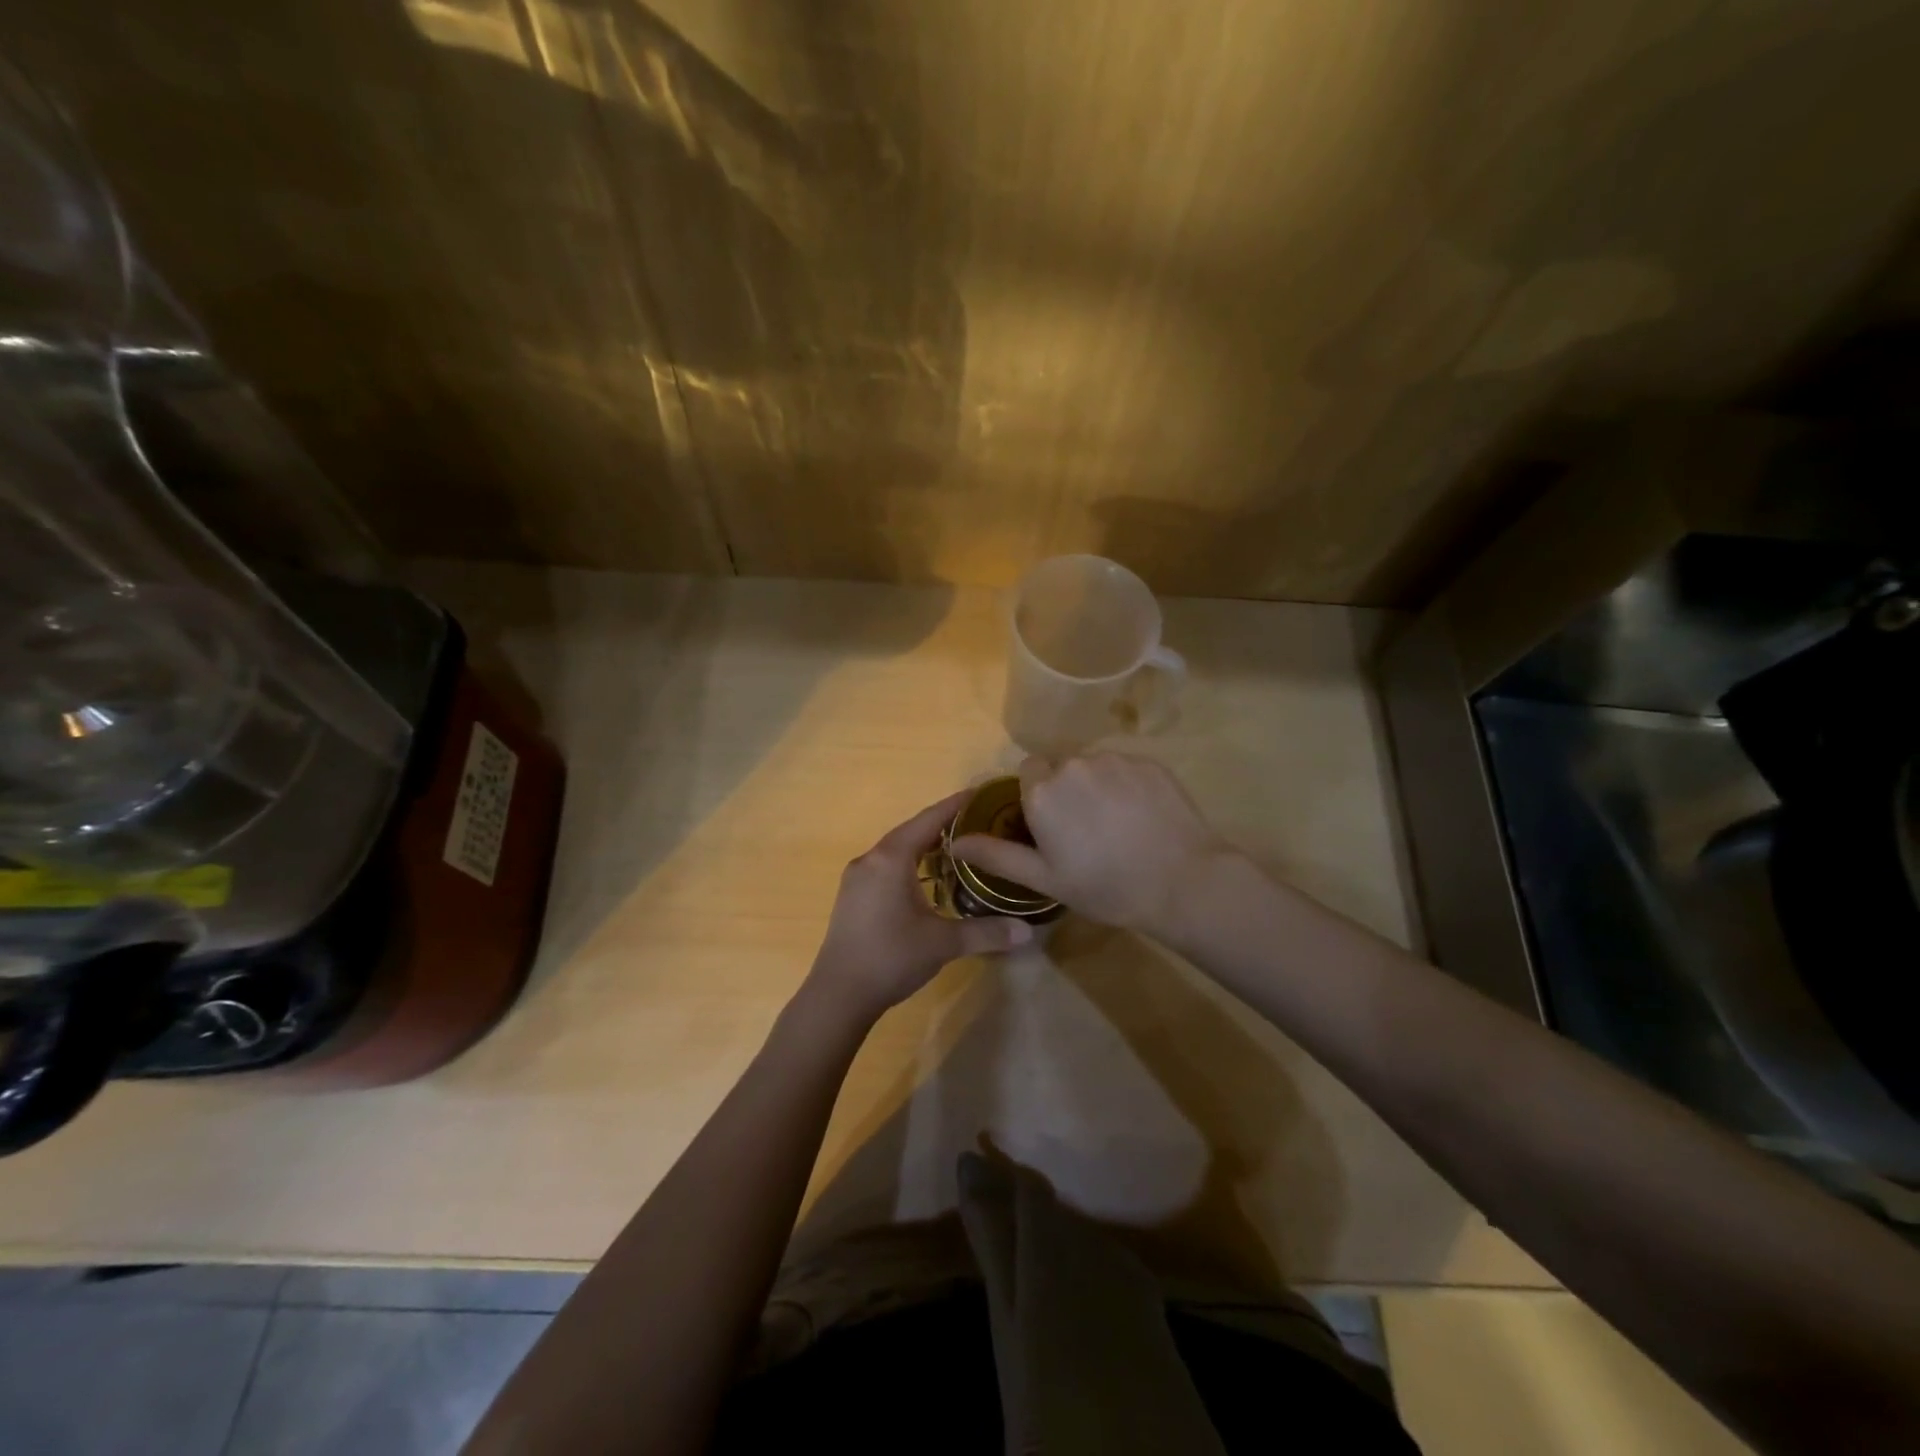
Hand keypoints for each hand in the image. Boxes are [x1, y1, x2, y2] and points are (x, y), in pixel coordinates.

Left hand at [808, 790, 1033, 1020]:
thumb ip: (986, 932)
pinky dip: (909, 864)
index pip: (928, 820)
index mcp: (891, 859)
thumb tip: (1029, 931)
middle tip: (978, 824)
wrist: (838, 995)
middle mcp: (871, 859)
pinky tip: (926, 880)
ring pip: (896, 850)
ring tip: (957, 849)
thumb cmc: (891, 957)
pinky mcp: (852, 897)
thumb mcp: (943, 943)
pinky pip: (885, 867)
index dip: (955, 805)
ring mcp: (857, 878)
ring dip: (924, 846)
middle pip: (911, 831)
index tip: (980, 793)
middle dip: (943, 825)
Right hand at [951, 753, 1228, 935]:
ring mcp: (1115, 760)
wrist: (1182, 881)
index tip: (1052, 826)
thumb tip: (955, 841)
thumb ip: (997, 855)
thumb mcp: (1045, 879)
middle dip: (1067, 791)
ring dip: (1097, 787)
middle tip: (1086, 832)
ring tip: (1118, 826)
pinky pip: (1126, 768)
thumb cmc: (1105, 886)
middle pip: (1061, 768)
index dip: (1037, 797)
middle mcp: (1074, 764)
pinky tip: (1142, 818)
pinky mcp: (1149, 763)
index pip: (1028, 773)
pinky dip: (1127, 786)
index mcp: (1043, 790)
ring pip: (1094, 767)